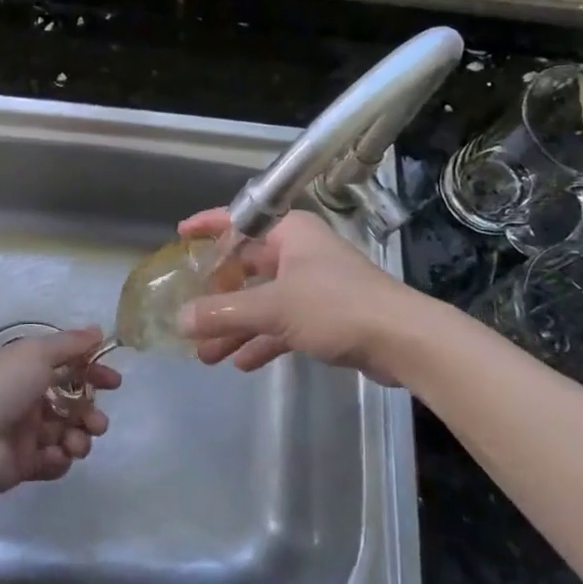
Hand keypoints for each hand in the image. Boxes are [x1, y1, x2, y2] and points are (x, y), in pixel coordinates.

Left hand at [0, 327, 118, 495]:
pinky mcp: (23, 465)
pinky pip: (52, 462)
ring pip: (66, 435)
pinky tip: (56, 456)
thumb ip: (70, 344)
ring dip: (80, 438)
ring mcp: (25, 434)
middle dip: (91, 414)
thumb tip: (98, 331)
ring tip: (77, 444)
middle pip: (71, 406)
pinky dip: (60, 459)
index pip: (69, 369)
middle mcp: (28, 400)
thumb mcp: (37, 353)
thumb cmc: (3, 386)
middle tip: (98, 423)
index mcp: (28, 370)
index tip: (114, 383)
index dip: (93, 373)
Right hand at [176, 209, 412, 375]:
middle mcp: (299, 253)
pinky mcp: (326, 317)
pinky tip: (241, 363)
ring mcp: (313, 286)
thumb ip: (224, 313)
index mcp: (289, 233)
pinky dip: (262, 340)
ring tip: (205, 355)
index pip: (239, 220)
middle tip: (187, 315)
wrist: (403, 340)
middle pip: (247, 268)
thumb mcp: (273, 307)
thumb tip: (180, 319)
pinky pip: (282, 324)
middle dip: (217, 296)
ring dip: (235, 326)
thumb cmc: (335, 306)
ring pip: (263, 301)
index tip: (180, 236)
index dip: (208, 226)